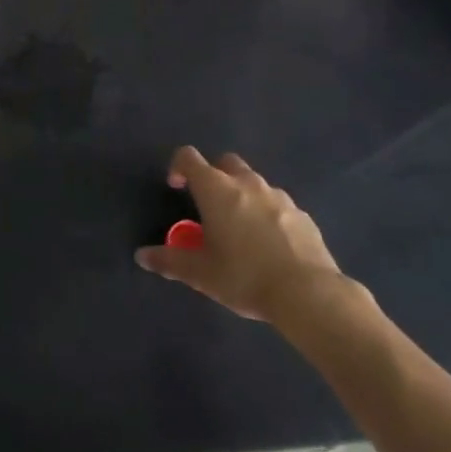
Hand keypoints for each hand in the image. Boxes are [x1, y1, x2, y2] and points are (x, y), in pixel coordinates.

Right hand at [134, 147, 345, 327]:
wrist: (309, 294)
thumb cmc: (245, 276)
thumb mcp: (200, 273)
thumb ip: (169, 260)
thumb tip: (141, 256)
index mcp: (216, 189)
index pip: (188, 157)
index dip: (178, 167)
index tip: (176, 188)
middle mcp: (246, 183)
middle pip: (225, 162)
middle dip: (214, 176)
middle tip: (210, 206)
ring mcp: (279, 197)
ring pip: (254, 182)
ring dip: (242, 195)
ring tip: (240, 228)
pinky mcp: (303, 215)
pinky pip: (278, 205)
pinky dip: (268, 214)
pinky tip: (270, 244)